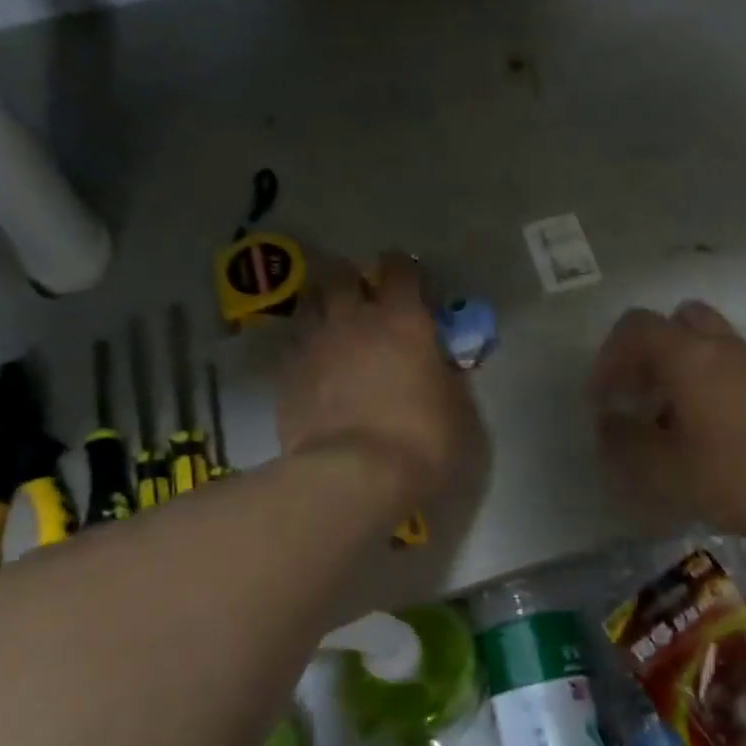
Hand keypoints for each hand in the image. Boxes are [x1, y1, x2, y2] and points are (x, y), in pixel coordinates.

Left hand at [277, 254, 482, 510]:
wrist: (354, 477)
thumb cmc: (422, 441)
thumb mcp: (459, 410)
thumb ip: (447, 377)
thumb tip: (439, 365)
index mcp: (403, 320)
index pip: (400, 269)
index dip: (404, 268)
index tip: (407, 278)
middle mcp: (354, 320)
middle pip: (340, 273)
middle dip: (350, 277)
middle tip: (360, 295)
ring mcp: (314, 346)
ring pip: (308, 303)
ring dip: (321, 306)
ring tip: (331, 324)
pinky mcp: (286, 377)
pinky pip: (292, 346)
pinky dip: (304, 347)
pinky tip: (313, 366)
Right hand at [590, 301, 745, 545]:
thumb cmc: (736, 476)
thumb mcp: (665, 469)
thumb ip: (626, 442)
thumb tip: (608, 423)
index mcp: (688, 355)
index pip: (635, 327)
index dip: (608, 357)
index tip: (603, 397)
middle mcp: (721, 346)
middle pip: (673, 322)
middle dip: (646, 352)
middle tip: (637, 392)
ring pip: (702, 343)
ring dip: (675, 368)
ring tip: (665, 417)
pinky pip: (726, 365)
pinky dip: (703, 382)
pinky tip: (701, 430)